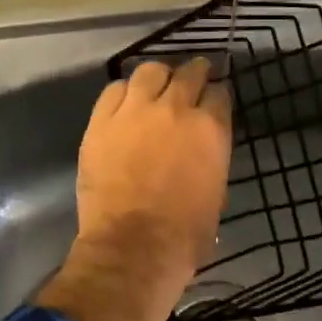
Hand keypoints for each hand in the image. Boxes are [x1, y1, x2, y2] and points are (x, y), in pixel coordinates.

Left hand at [36, 59, 231, 320]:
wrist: (132, 250)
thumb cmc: (184, 235)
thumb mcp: (216, 193)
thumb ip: (212, 159)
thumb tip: (203, 150)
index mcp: (210, 130)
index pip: (220, 93)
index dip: (217, 94)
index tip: (213, 98)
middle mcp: (176, 109)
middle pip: (189, 72)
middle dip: (195, 72)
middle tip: (192, 77)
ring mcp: (136, 111)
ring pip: (150, 71)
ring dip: (158, 76)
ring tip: (156, 86)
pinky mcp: (102, 122)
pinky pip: (114, 89)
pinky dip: (124, 92)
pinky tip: (125, 103)